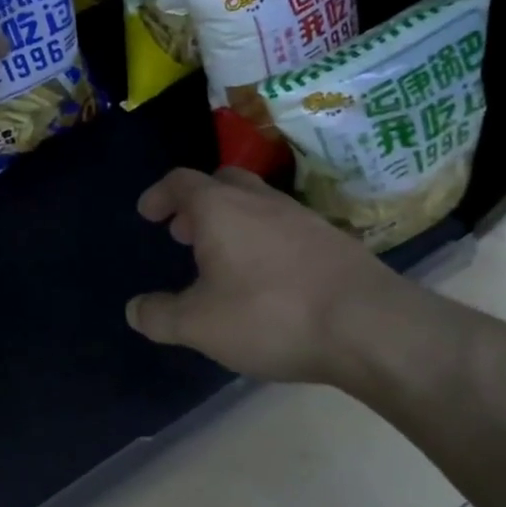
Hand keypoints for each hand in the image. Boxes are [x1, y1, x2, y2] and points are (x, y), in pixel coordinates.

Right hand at [125, 166, 427, 391]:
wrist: (371, 326)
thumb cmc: (270, 315)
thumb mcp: (200, 325)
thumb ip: (160, 316)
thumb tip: (134, 309)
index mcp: (219, 208)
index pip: (180, 182)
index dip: (159, 195)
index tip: (147, 213)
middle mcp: (259, 200)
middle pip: (221, 181)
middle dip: (197, 202)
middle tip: (184, 233)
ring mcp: (300, 216)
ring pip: (256, 202)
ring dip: (232, 220)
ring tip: (224, 259)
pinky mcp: (332, 239)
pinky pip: (284, 226)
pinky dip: (264, 238)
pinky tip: (268, 276)